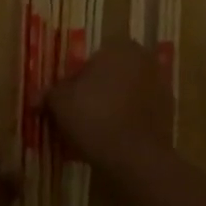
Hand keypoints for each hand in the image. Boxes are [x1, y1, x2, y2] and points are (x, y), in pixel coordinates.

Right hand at [45, 40, 173, 174]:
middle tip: (76, 117)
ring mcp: (161, 88)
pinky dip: (125, 123)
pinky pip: (138, 115)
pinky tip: (110, 142)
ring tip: (91, 133)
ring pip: (125, 96)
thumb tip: (37, 97)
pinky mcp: (168, 115)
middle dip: (95, 93)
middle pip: (110, 76)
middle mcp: (145, 61)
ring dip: (111, 108)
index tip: (64, 102)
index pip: (91, 60)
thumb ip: (49, 93)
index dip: (74, 81)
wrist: (135, 158)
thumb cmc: (94, 116)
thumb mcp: (60, 101)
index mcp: (120, 47)